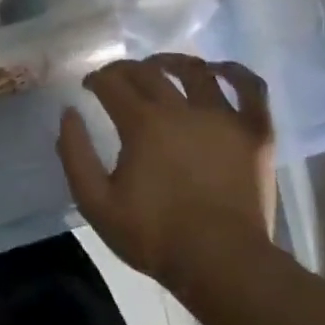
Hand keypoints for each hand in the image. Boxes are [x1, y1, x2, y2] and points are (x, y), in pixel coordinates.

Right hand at [56, 54, 275, 286]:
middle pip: (149, 72)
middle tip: (116, 79)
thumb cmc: (154, 235)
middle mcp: (182, 109)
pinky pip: (251, 89)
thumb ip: (75, 154)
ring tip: (161, 67)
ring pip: (196, 71)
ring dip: (172, 62)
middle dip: (125, 69)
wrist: (222, 263)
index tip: (88, 87)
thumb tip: (69, 114)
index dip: (96, 79)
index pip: (112, 83)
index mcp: (143, 124)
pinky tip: (220, 71)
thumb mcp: (95, 202)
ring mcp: (224, 118)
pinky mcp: (256, 133)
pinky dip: (236, 73)